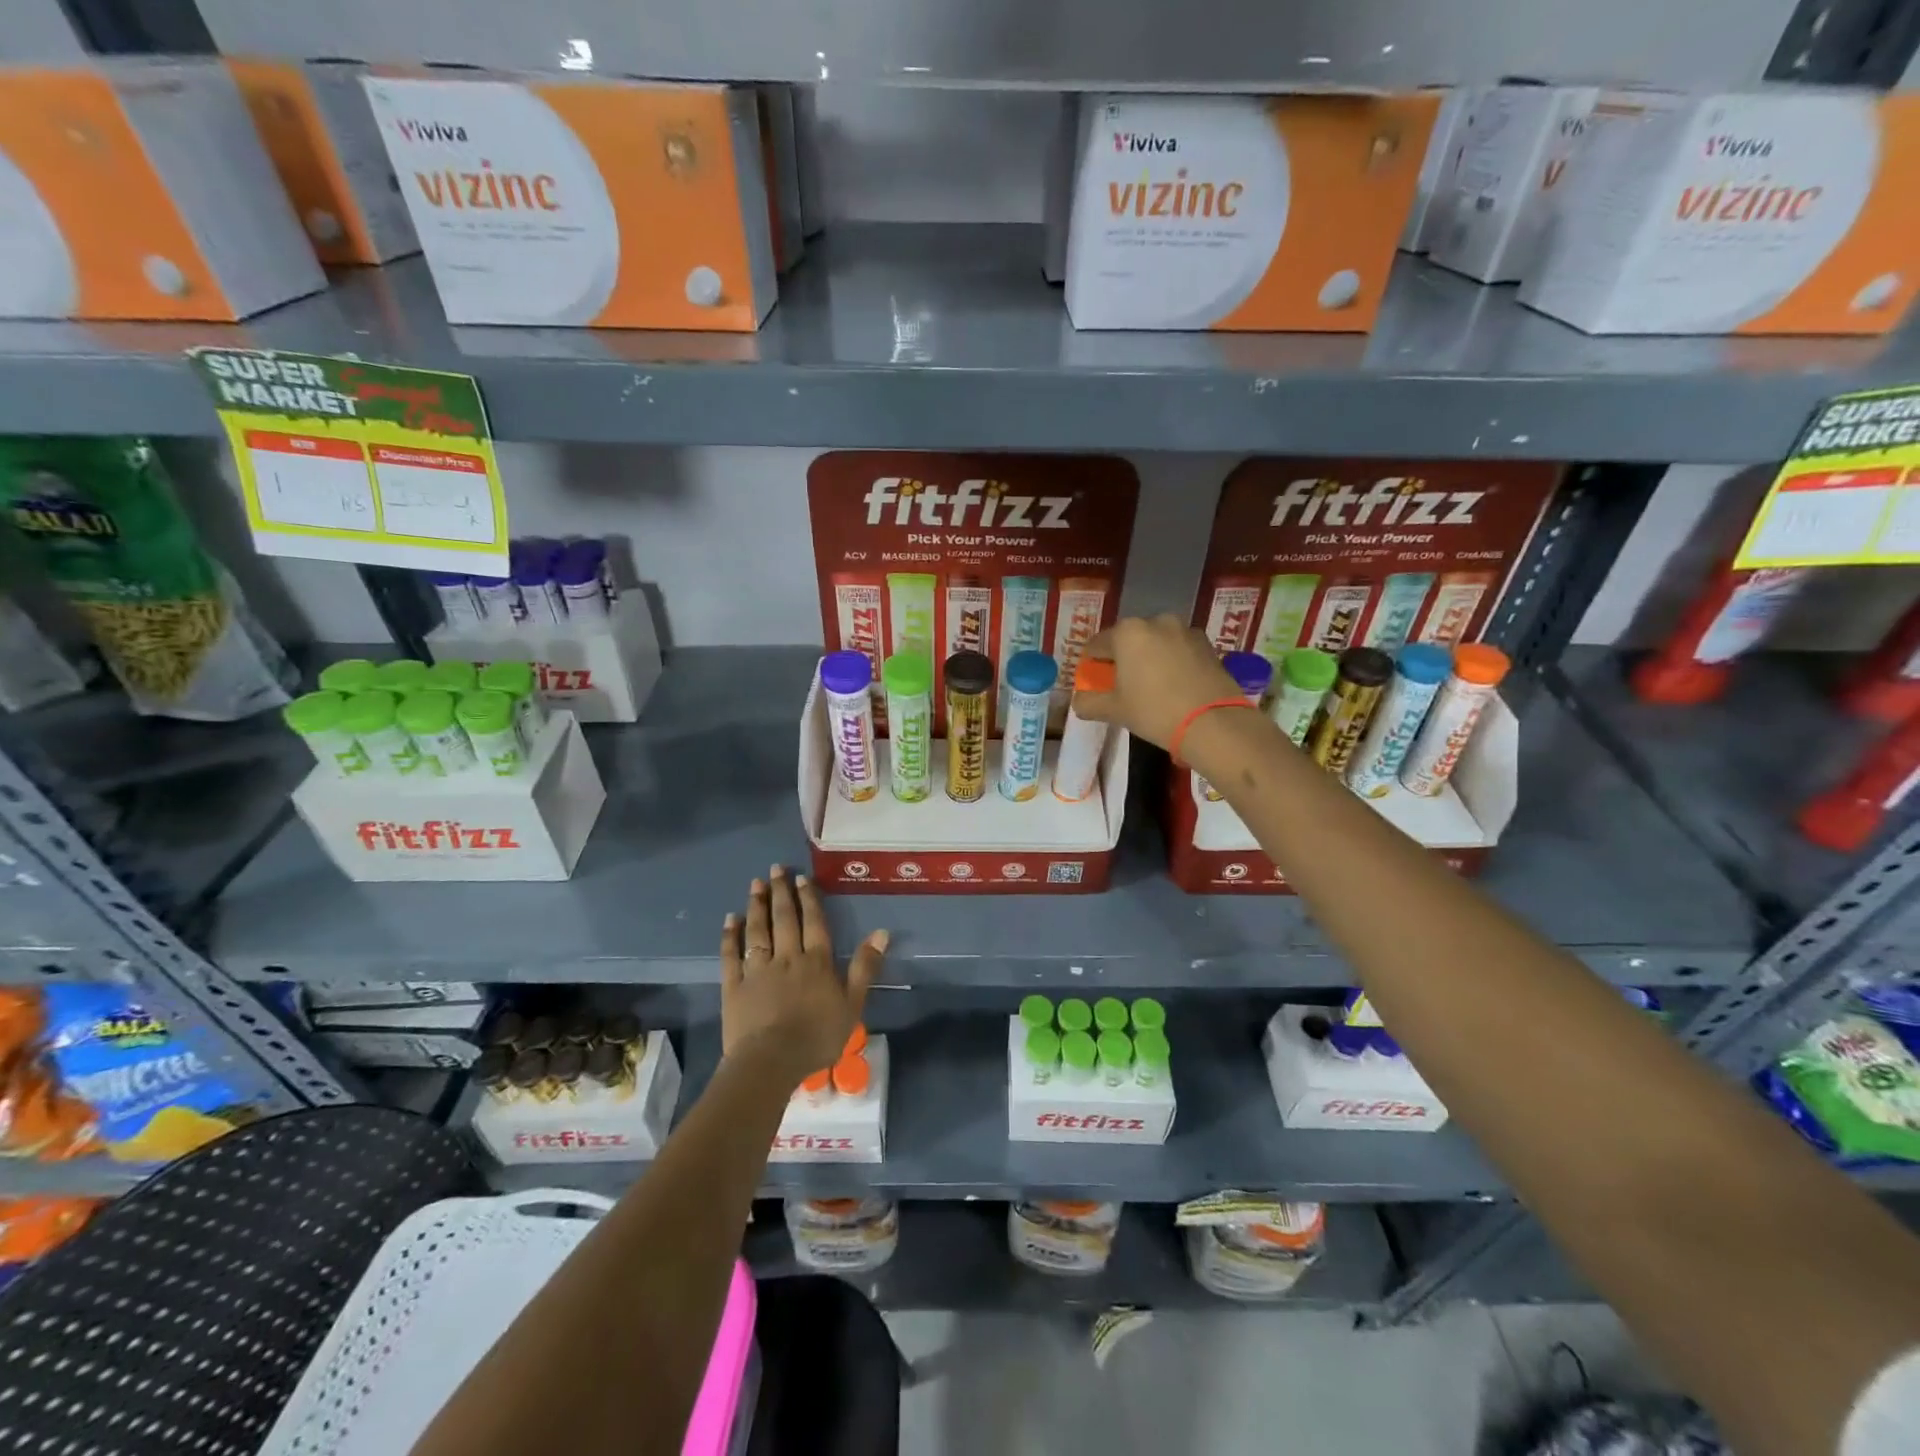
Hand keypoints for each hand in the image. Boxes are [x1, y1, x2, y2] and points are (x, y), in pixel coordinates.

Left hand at [721, 865, 887, 1083]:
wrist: (771, 1061)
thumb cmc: (817, 1036)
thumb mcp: (853, 1004)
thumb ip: (865, 967)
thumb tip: (881, 932)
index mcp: (816, 961)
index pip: (813, 922)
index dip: (808, 899)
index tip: (802, 878)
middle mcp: (787, 957)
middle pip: (784, 919)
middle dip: (781, 892)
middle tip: (776, 869)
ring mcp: (758, 970)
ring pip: (757, 931)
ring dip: (757, 905)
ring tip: (755, 884)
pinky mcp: (734, 986)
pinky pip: (731, 955)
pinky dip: (730, 936)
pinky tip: (730, 919)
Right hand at [1073, 614, 1241, 751]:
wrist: (1213, 722)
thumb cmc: (1154, 711)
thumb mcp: (1114, 711)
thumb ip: (1089, 702)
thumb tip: (1078, 700)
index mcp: (1127, 632)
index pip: (1097, 644)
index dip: (1092, 662)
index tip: (1093, 678)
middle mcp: (1155, 621)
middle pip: (1129, 639)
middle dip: (1123, 657)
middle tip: (1122, 683)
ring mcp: (1184, 630)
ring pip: (1156, 641)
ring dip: (1149, 656)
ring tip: (1151, 683)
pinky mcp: (1207, 644)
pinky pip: (1179, 648)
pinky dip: (1172, 660)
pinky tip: (1174, 683)